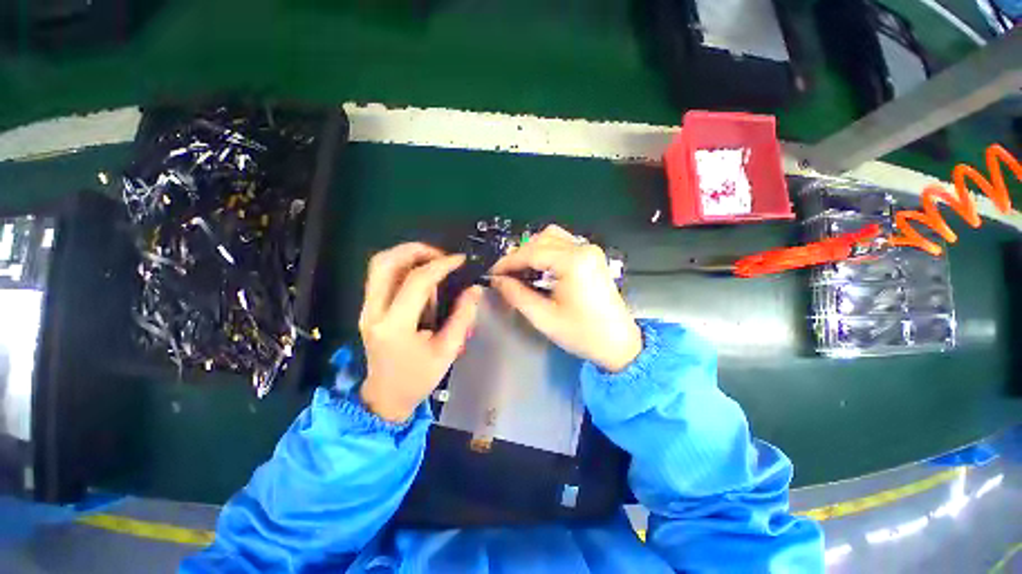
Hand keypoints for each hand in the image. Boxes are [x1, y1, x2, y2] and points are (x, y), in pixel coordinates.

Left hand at [358, 243, 483, 421]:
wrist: (385, 397)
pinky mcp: (367, 308)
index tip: (460, 260)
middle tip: (442, 256)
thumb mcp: (447, 350)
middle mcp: (374, 312)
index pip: (417, 281)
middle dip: (416, 250)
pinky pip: (381, 275)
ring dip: (407, 255)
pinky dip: (401, 266)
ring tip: (433, 262)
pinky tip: (421, 276)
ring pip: (379, 265)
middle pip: (386, 262)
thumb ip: (462, 316)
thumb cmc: (419, 378)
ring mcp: (366, 309)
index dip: (441, 265)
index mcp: (395, 326)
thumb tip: (474, 288)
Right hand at [490, 225, 641, 372]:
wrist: (619, 343)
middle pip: (541, 239)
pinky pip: (562, 244)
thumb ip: (517, 295)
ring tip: (519, 271)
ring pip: (551, 237)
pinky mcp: (592, 256)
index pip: (531, 252)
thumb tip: (496, 280)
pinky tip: (538, 268)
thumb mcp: (544, 318)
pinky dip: (546, 251)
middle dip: (519, 255)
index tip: (492, 273)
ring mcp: (590, 250)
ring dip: (532, 250)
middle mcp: (583, 248)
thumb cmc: (582, 334)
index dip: (508, 262)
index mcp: (573, 262)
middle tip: (504, 275)